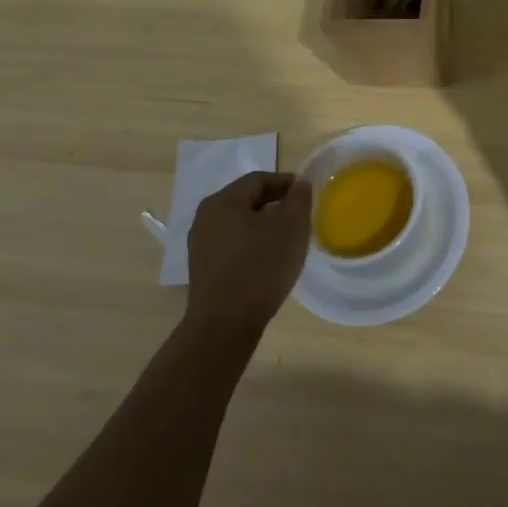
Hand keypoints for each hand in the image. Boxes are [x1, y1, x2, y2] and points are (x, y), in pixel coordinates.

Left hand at [183, 172, 312, 340]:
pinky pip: (232, 246)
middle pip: (246, 200)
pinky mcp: (203, 270)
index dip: (286, 182)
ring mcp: (200, 246)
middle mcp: (205, 218)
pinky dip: (252, 245)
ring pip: (239, 224)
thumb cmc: (260, 268)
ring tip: (287, 240)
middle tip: (299, 216)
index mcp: (223, 201)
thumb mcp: (291, 228)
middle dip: (275, 205)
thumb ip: (298, 200)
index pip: (259, 179)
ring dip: (264, 226)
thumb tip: (299, 185)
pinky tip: (268, 261)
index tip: (307, 194)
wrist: (223, 326)